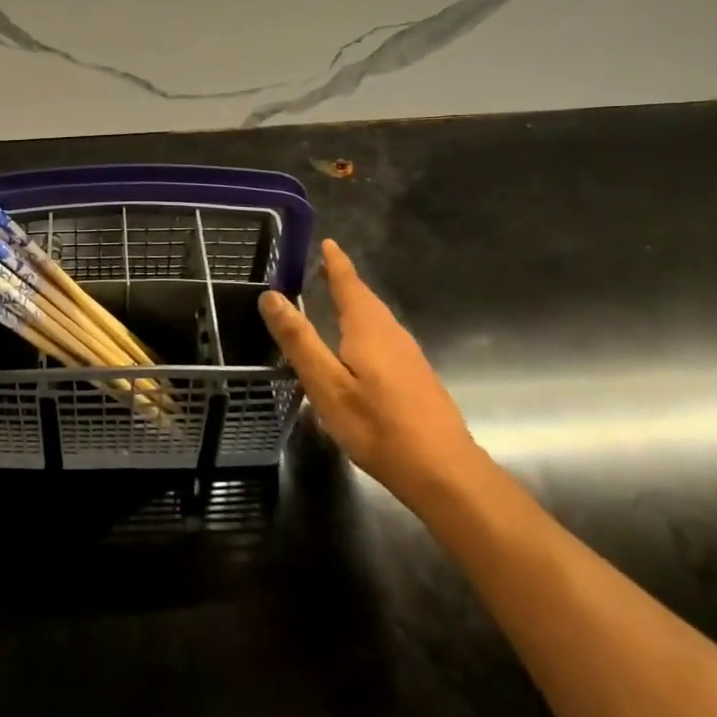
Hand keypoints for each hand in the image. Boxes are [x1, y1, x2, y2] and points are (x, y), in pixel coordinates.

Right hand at [261, 239, 489, 514]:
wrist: (445, 473)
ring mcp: (409, 356)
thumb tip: (271, 295)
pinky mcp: (417, 378)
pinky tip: (358, 349)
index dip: (336, 262)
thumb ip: (299, 339)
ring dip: (356, 305)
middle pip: (365, 299)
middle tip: (323, 268)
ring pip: (377, 320)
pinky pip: (385, 338)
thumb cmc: (378, 427)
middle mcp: (392, 333)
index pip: (349, 283)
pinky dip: (366, 328)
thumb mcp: (326, 385)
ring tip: (335, 302)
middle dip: (344, 282)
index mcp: (368, 328)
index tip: (327, 242)